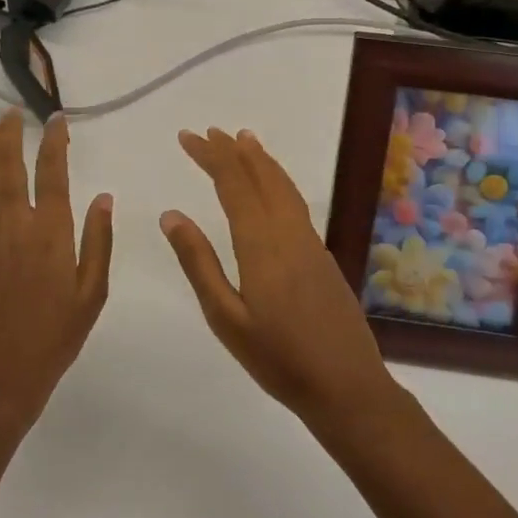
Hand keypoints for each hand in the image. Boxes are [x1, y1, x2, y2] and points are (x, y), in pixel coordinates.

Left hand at [0, 110, 113, 428]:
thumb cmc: (56, 336)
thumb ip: (98, 241)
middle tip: (13, 112)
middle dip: (11, 134)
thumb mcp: (92, 293)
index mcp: (51, 234)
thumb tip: (103, 196)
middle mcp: (14, 226)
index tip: (58, 119)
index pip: (52, 173)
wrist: (0, 375)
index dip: (55, 142)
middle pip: (8, 167)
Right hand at [161, 128, 398, 428]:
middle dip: (232, 151)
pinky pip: (295, 201)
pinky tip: (272, 186)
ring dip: (260, 160)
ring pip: (283, 186)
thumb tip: (171, 215)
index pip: (232, 183)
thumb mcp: (225, 317)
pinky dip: (278, 180)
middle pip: (259, 177)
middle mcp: (288, 231)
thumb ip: (199, 262)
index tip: (187, 137)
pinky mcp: (321, 254)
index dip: (210, 156)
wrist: (346, 385)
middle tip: (207, 132)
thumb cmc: (278, 358)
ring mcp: (310, 241)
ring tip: (242, 140)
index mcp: (261, 243)